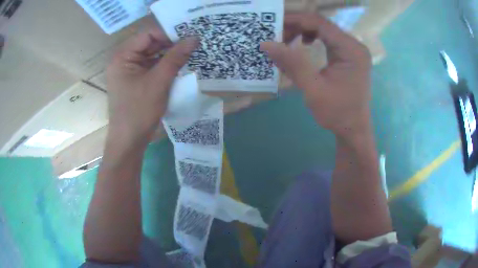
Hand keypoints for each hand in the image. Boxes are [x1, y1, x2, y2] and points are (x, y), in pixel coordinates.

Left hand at [106, 27, 198, 144]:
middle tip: (192, 44)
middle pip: (149, 44)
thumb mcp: (159, 82)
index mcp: (122, 56)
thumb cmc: (139, 111)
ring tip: (189, 54)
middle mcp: (123, 59)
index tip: (189, 36)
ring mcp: (128, 70)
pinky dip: (164, 66)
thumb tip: (194, 38)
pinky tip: (178, 66)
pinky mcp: (134, 80)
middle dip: (170, 44)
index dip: (168, 33)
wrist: (129, 141)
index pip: (148, 35)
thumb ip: (176, 57)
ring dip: (168, 55)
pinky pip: (150, 66)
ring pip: (151, 55)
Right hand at [261, 13, 371, 137]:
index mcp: (351, 50)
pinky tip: (304, 44)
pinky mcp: (349, 55)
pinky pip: (328, 39)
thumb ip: (292, 63)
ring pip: (324, 30)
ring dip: (303, 31)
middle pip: (321, 24)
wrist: (353, 130)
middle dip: (297, 26)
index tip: (273, 23)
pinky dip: (312, 37)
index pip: (319, 23)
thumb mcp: (313, 89)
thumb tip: (266, 43)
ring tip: (287, 40)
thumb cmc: (337, 113)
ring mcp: (353, 49)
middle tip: (276, 35)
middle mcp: (354, 45)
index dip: (294, 20)